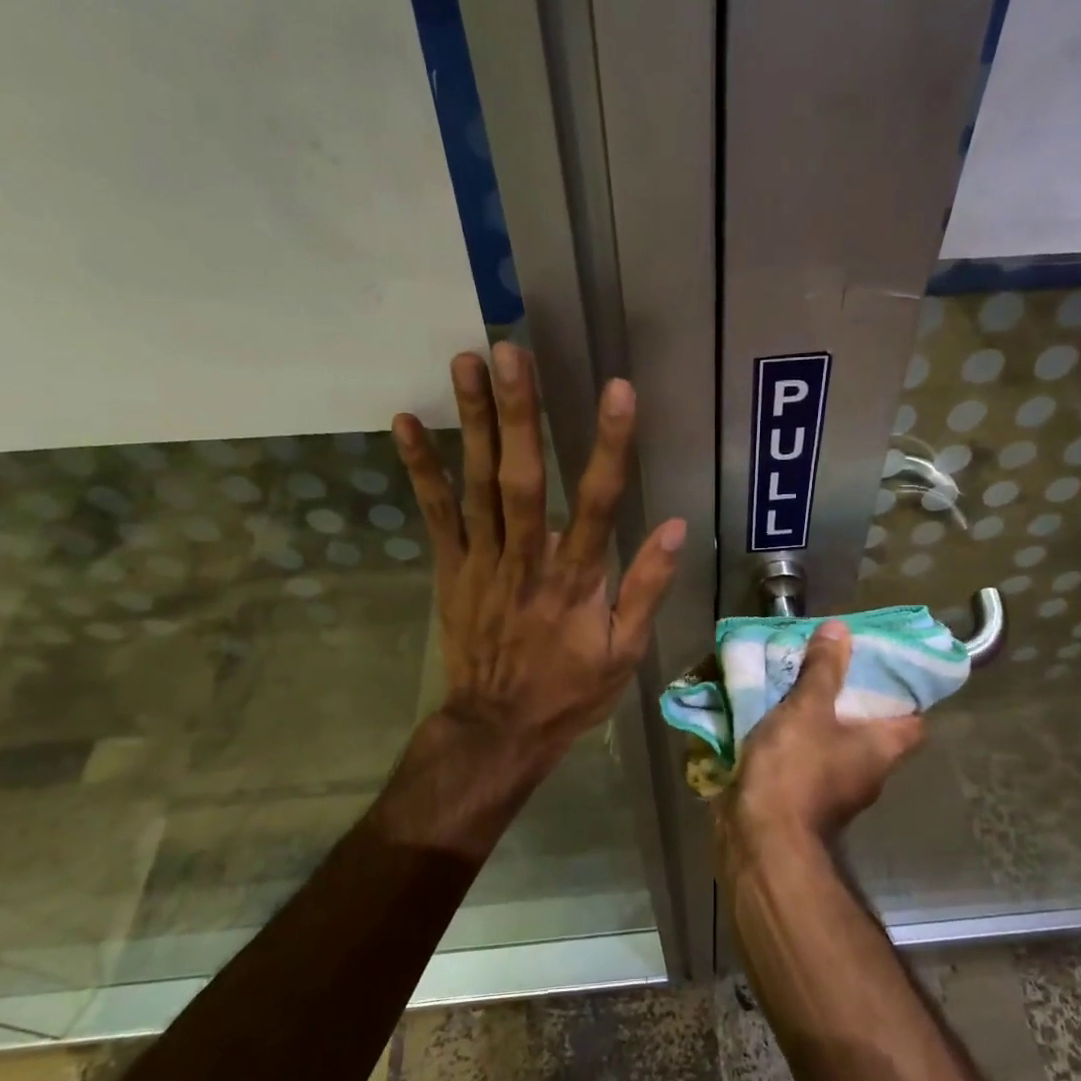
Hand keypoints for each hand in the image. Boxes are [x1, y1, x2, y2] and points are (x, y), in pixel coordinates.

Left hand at [392, 342, 685, 776]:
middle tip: (511, 352)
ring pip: (477, 485)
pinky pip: (435, 514)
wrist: (498, 728)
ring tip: (467, 362)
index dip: (609, 446)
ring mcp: (482, 562)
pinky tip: (407, 422)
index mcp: (576, 580)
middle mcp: (526, 560)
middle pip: (523, 479)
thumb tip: (672, 526)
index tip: (618, 391)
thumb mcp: (625, 652)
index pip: (599, 503)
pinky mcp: (451, 569)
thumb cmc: (569, 690)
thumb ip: (647, 588)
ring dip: (473, 422)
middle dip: (519, 414)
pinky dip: (420, 468)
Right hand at [718, 622, 923, 865]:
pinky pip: (809, 762)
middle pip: (873, 731)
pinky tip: (774, 722)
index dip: (904, 695)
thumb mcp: (808, 709)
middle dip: (853, 701)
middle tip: (831, 669)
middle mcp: (869, 773)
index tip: (882, 669)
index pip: (914, 721)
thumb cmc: (796, 770)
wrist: (761, 839)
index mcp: (883, 749)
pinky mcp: (807, 802)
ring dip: (821, 722)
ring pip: (837, 746)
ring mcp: (838, 792)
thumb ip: (824, 669)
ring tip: (797, 688)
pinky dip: (797, 743)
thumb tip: (841, 629)